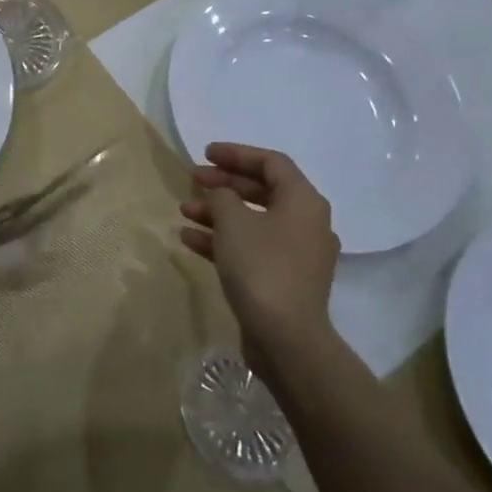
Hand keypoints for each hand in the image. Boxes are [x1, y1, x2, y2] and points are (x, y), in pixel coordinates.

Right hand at [179, 143, 339, 365]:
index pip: (271, 163)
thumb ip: (222, 196)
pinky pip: (251, 247)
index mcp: (303, 201)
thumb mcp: (233, 221)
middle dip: (224, 184)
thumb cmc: (261, 267)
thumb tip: (220, 194)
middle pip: (262, 190)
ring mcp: (297, 253)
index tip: (205, 154)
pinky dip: (223, 240)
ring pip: (253, 221)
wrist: (285, 337)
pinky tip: (190, 240)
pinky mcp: (284, 279)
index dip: (236, 154)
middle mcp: (307, 222)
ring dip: (218, 213)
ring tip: (184, 211)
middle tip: (192, 180)